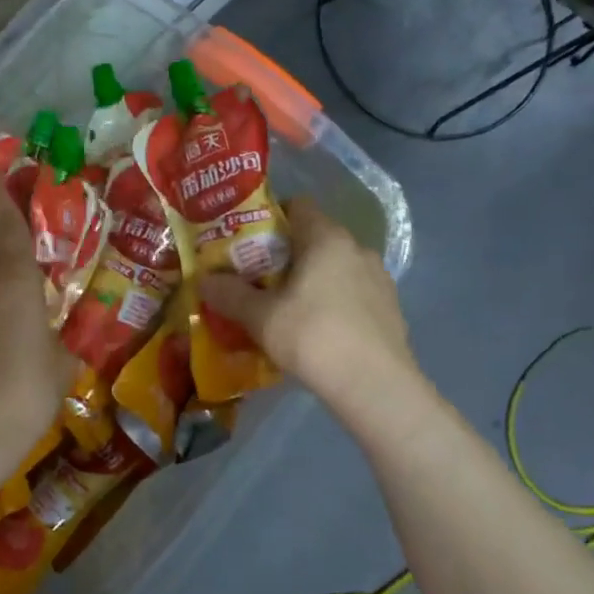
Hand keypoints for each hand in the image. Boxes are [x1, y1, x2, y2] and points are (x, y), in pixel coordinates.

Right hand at [198, 198, 416, 412]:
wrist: (375, 387)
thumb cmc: (313, 337)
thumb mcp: (260, 318)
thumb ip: (230, 294)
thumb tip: (203, 280)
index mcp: (326, 239)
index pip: (298, 206)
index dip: (270, 217)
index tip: (248, 241)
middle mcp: (357, 249)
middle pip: (315, 237)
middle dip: (286, 253)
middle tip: (258, 277)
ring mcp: (378, 278)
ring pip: (336, 266)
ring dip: (312, 278)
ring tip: (287, 306)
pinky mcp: (390, 308)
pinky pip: (353, 292)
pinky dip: (334, 301)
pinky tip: (318, 329)